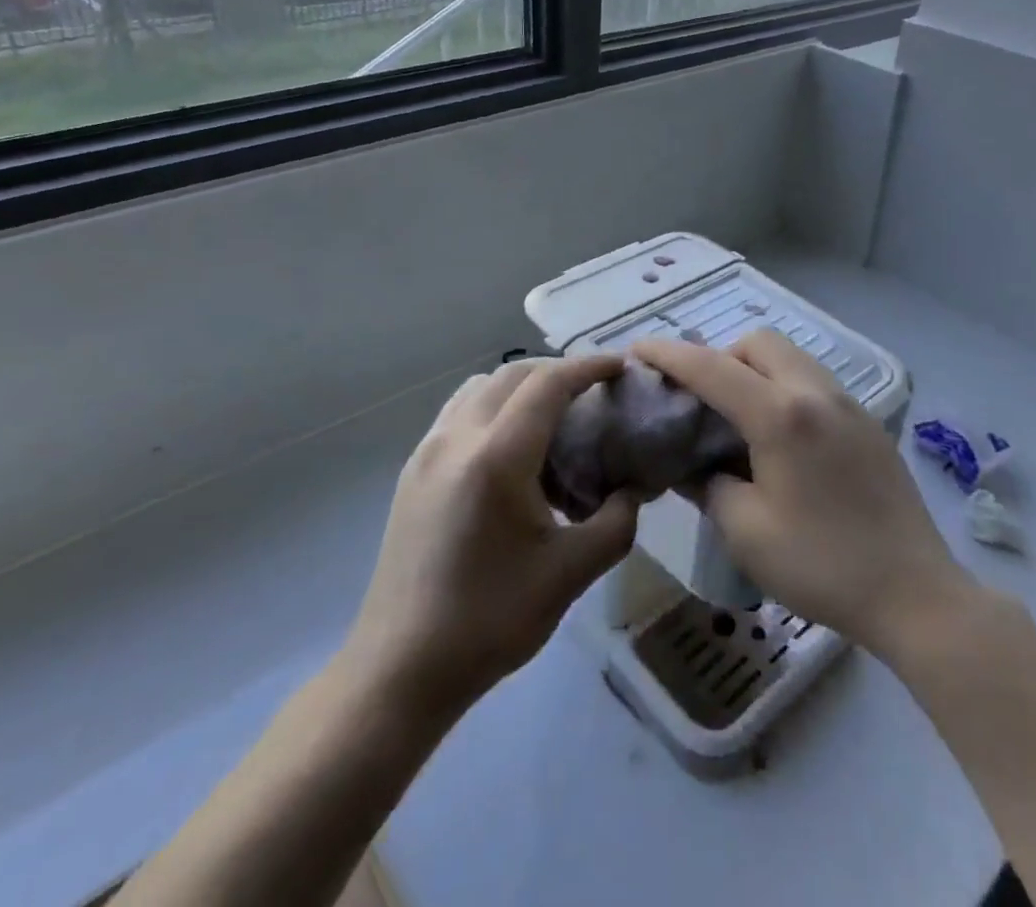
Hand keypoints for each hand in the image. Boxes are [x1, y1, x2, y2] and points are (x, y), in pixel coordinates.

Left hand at [344, 357, 639, 716]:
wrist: (400, 668)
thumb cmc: (490, 621)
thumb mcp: (569, 575)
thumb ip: (615, 524)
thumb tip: (635, 490)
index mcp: (497, 457)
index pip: (548, 384)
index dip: (588, 367)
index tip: (620, 367)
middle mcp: (457, 437)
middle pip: (513, 373)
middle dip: (558, 372)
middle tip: (593, 392)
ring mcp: (428, 449)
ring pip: (481, 387)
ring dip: (521, 385)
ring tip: (552, 416)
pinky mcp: (413, 468)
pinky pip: (459, 411)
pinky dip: (492, 405)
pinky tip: (510, 447)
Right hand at [632, 330, 967, 658]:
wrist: (914, 593)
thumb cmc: (822, 565)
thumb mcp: (746, 532)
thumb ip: (708, 485)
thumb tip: (692, 464)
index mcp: (781, 415)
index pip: (712, 368)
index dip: (669, 354)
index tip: (638, 348)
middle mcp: (815, 393)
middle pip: (758, 342)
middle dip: (720, 356)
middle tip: (701, 399)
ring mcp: (848, 403)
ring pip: (790, 356)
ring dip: (754, 369)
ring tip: (738, 417)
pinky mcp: (867, 422)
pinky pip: (813, 381)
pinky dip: (784, 388)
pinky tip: (781, 438)